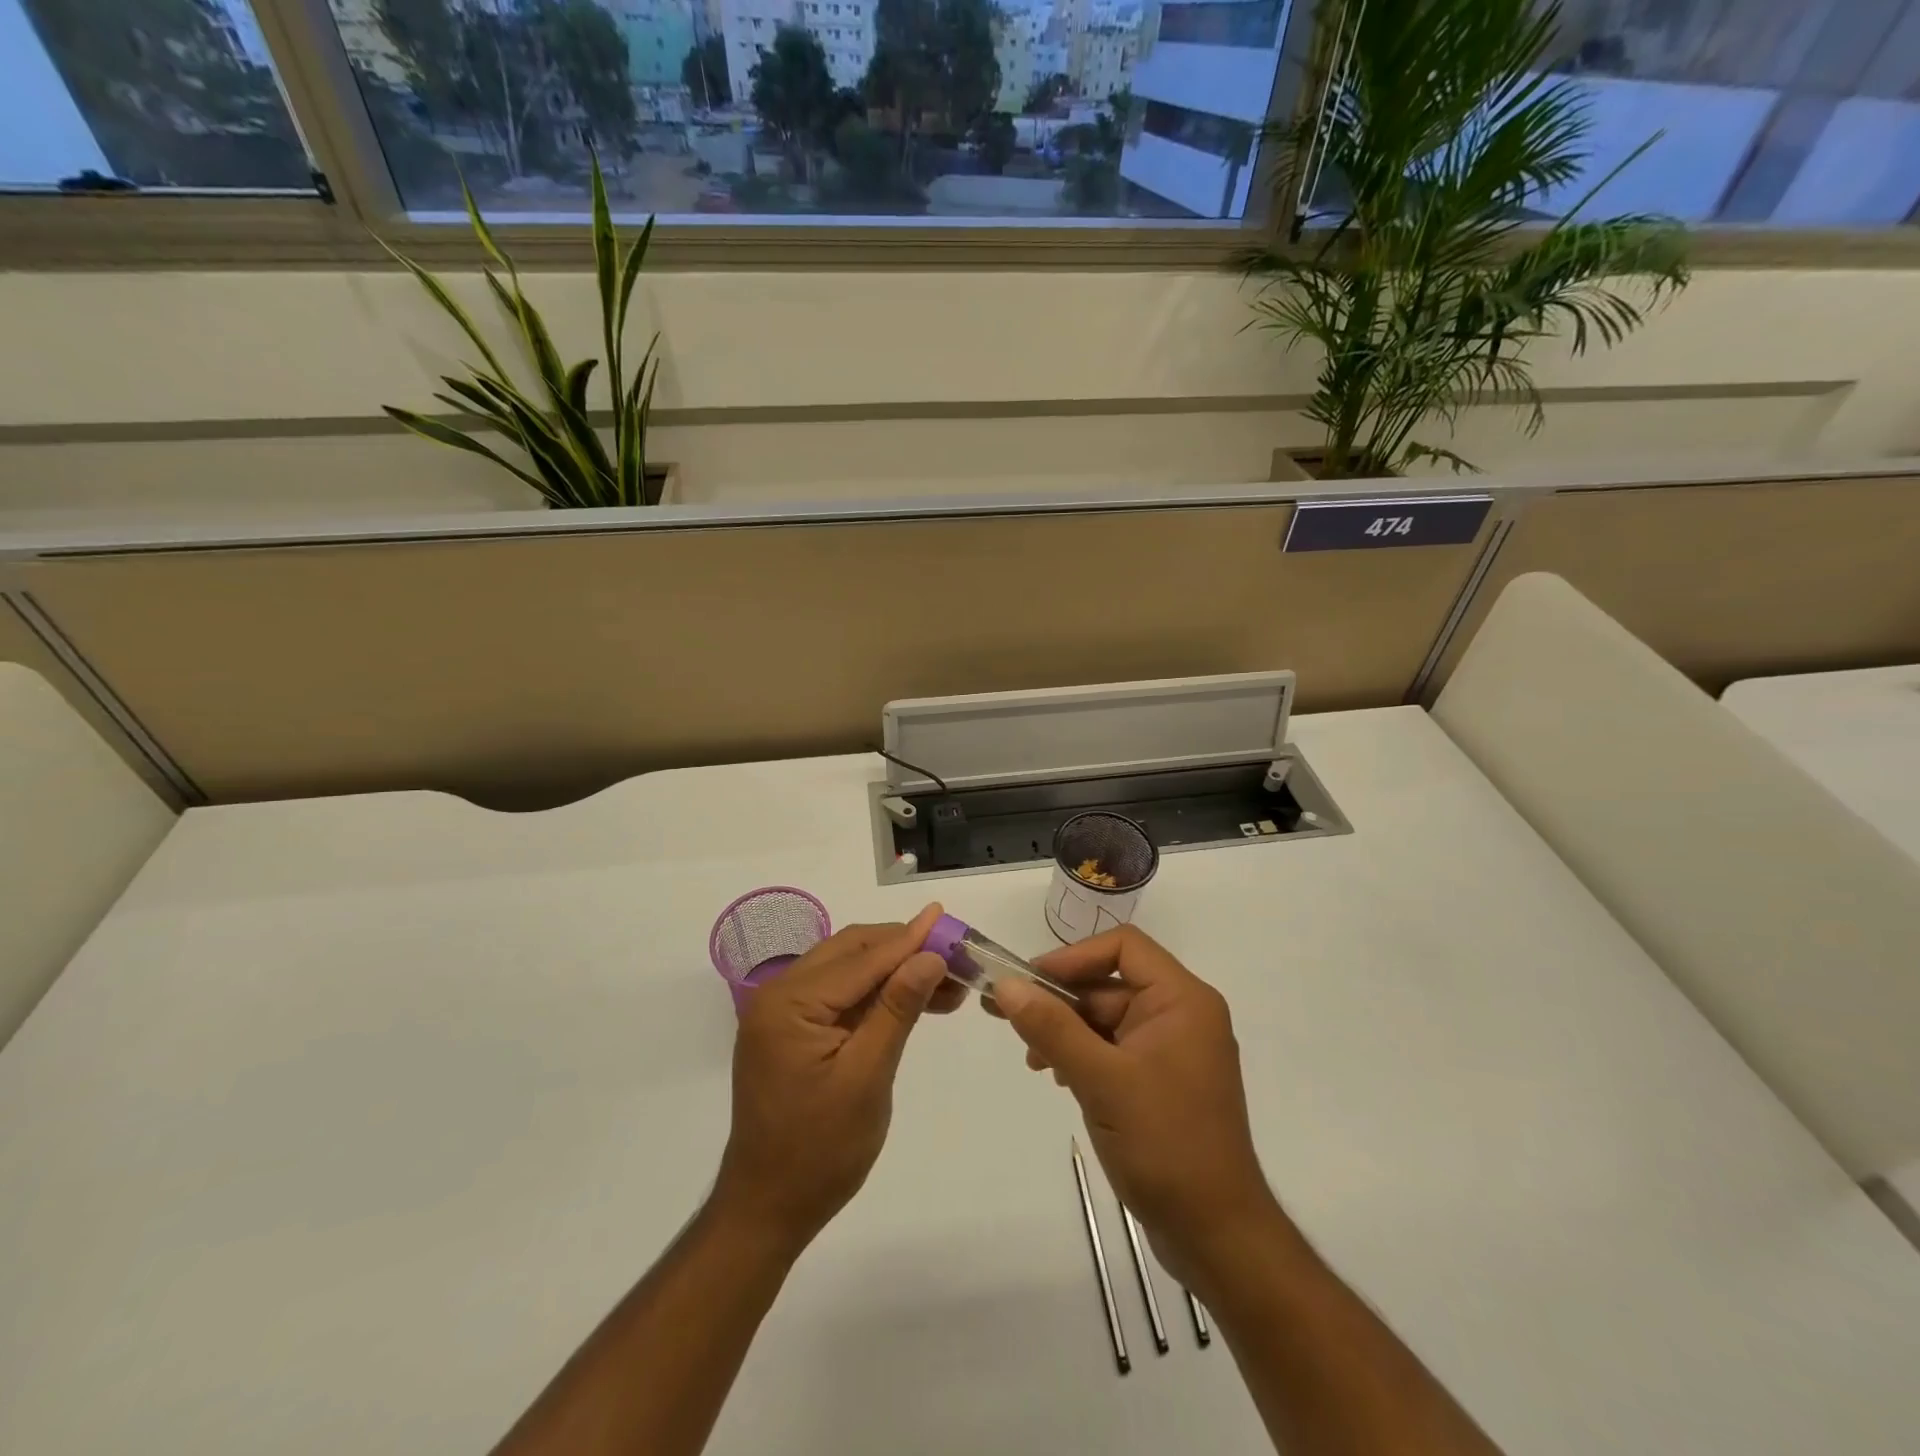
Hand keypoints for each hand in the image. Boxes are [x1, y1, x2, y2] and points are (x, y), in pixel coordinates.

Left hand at [715, 904, 960, 1249]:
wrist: (768, 1209)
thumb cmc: (819, 1151)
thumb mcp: (867, 1078)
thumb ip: (897, 1009)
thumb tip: (930, 955)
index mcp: (789, 1002)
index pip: (861, 959)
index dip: (909, 939)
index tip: (949, 921)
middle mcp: (779, 994)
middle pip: (852, 952)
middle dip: (904, 950)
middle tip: (955, 956)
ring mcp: (783, 1012)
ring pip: (849, 969)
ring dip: (895, 969)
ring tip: (947, 981)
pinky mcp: (792, 1030)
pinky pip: (840, 995)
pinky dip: (877, 993)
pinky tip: (914, 999)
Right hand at [988, 926, 1278, 1285]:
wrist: (1216, 1236)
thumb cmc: (1165, 1145)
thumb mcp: (1101, 1080)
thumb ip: (1052, 1028)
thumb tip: (1006, 985)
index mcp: (1181, 1000)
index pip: (1123, 946)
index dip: (1073, 957)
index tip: (1030, 982)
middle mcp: (1180, 1014)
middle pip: (1110, 983)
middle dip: (1060, 1001)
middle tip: (1008, 1018)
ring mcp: (1171, 1050)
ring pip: (1107, 1018)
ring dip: (1066, 1030)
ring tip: (1033, 1060)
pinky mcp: (1161, 1081)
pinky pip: (1114, 1049)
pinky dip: (1082, 1055)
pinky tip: (1058, 1077)